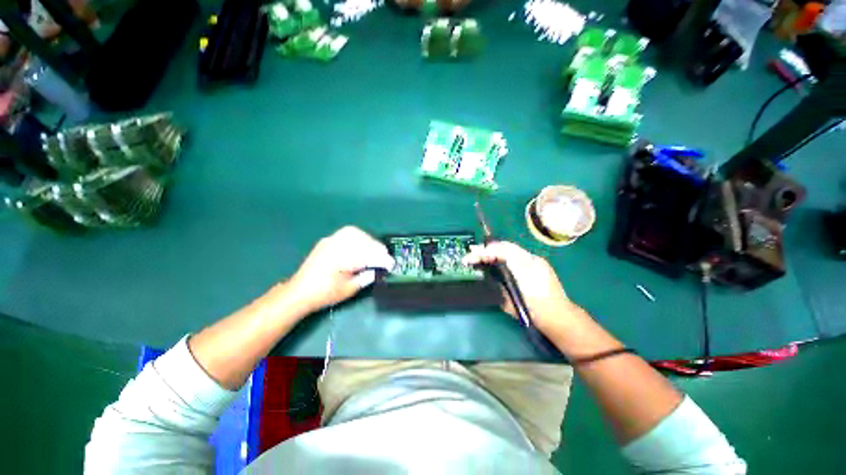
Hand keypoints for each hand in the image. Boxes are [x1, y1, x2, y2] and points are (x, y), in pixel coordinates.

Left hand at [287, 226, 394, 313]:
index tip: (391, 264)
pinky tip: (360, 246)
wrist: (299, 292)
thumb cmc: (325, 294)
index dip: (381, 258)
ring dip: (367, 240)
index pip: (368, 254)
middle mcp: (336, 245)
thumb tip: (378, 269)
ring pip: (354, 233)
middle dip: (376, 247)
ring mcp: (330, 241)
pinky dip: (357, 238)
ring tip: (373, 250)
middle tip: (383, 256)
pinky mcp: (326, 241)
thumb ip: (366, 277)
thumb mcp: (349, 289)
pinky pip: (345, 233)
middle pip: (362, 239)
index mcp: (342, 259)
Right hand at [463, 241, 581, 333]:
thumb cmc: (535, 314)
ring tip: (481, 254)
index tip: (468, 259)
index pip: (500, 252)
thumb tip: (486, 275)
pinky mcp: (539, 263)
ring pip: (511, 248)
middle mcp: (532, 260)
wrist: (562, 318)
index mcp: (525, 269)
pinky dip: (504, 254)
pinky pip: (518, 254)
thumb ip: (498, 286)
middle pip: (505, 246)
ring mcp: (537, 260)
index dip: (482, 253)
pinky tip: (497, 259)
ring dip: (495, 250)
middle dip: (487, 248)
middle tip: (472, 251)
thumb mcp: (510, 303)